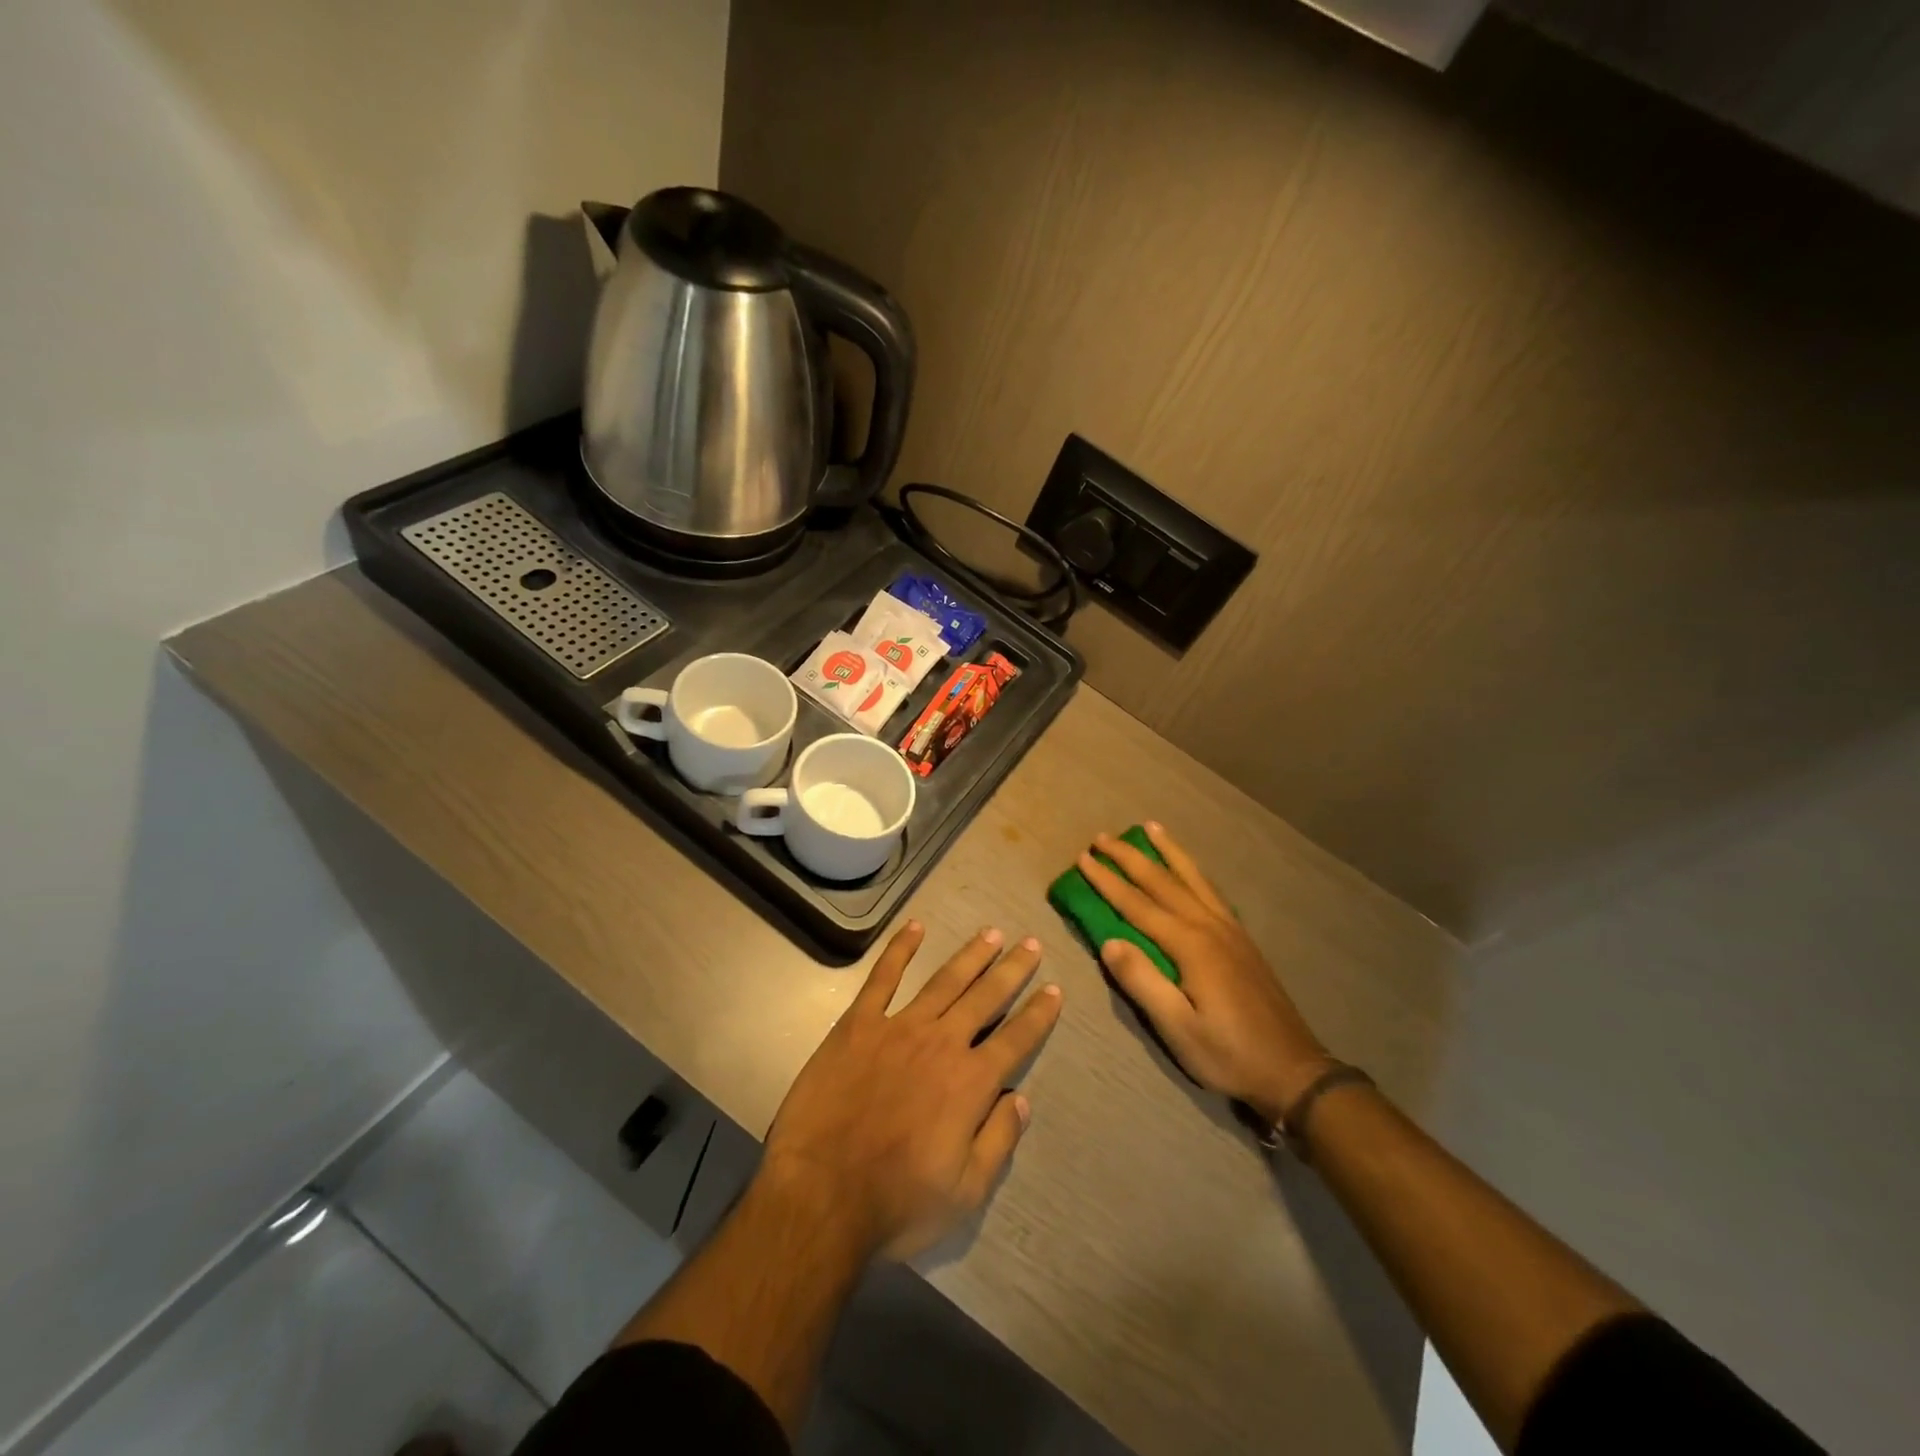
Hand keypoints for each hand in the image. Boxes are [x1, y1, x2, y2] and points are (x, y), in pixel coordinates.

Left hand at [762, 922, 1062, 1262]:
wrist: (820, 1195)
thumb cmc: (896, 1202)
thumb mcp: (964, 1192)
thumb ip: (998, 1141)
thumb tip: (1021, 1099)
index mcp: (971, 1083)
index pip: (1016, 1039)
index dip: (1039, 1014)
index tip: (1055, 990)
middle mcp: (942, 1043)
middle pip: (986, 997)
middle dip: (1012, 969)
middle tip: (1031, 943)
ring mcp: (898, 1028)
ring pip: (944, 980)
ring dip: (971, 955)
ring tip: (992, 933)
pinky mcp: (858, 1024)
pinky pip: (883, 978)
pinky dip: (900, 949)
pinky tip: (915, 927)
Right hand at [1078, 823, 1331, 1126]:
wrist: (1293, 1071)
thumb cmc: (1228, 1054)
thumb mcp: (1178, 1029)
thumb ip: (1142, 982)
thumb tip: (1109, 942)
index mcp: (1191, 945)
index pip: (1138, 905)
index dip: (1108, 881)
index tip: (1083, 858)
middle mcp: (1209, 926)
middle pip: (1163, 881)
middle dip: (1130, 857)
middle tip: (1102, 836)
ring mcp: (1230, 930)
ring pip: (1192, 878)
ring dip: (1168, 851)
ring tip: (1150, 827)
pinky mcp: (1242, 940)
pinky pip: (1211, 891)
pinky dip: (1193, 871)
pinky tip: (1189, 869)